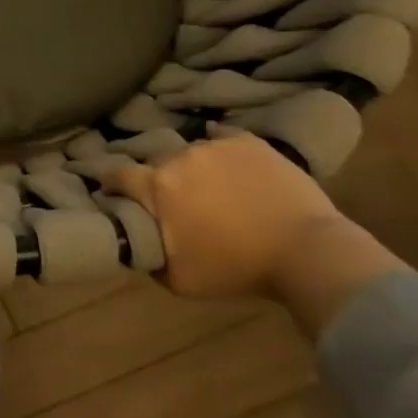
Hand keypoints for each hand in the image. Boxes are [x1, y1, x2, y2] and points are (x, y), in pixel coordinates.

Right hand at [102, 131, 402, 333]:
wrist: (307, 252)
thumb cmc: (237, 269)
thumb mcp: (179, 280)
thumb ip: (149, 257)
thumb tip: (136, 243)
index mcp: (157, 187)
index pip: (117, 176)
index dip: (110, 184)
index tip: (111, 193)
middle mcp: (179, 158)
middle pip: (158, 165)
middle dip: (160, 181)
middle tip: (175, 201)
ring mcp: (216, 146)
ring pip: (191, 153)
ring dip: (193, 169)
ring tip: (210, 187)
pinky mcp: (249, 142)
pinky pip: (223, 137)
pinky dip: (220, 147)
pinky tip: (226, 159)